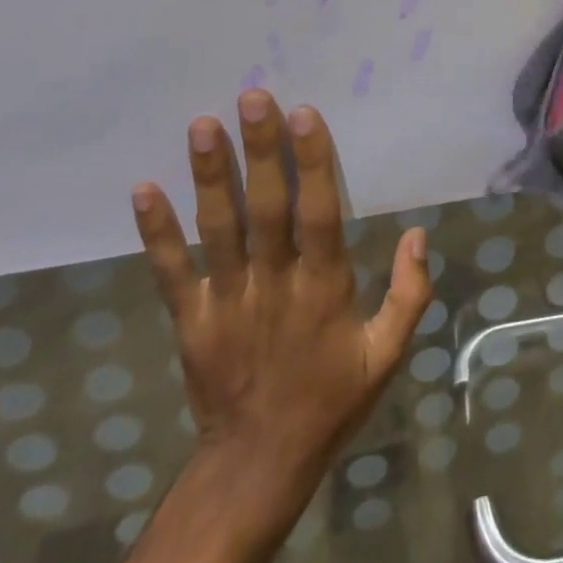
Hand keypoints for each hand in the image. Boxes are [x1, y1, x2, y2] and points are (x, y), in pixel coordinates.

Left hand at [131, 90, 432, 537]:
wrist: (258, 465)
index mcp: (324, 288)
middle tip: (252, 97)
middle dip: (261, 151)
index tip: (303, 114)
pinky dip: (156, 232)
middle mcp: (274, 284)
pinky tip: (144, 189)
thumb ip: (410, 294)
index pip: (319, 213)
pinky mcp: (191, 321)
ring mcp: (226, 301)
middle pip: (266, 208)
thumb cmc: (331, 400)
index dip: (312, 161)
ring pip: (218, 230)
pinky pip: (171, 272)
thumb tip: (418, 234)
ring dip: (210, 176)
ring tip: (203, 125)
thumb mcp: (388, 355)